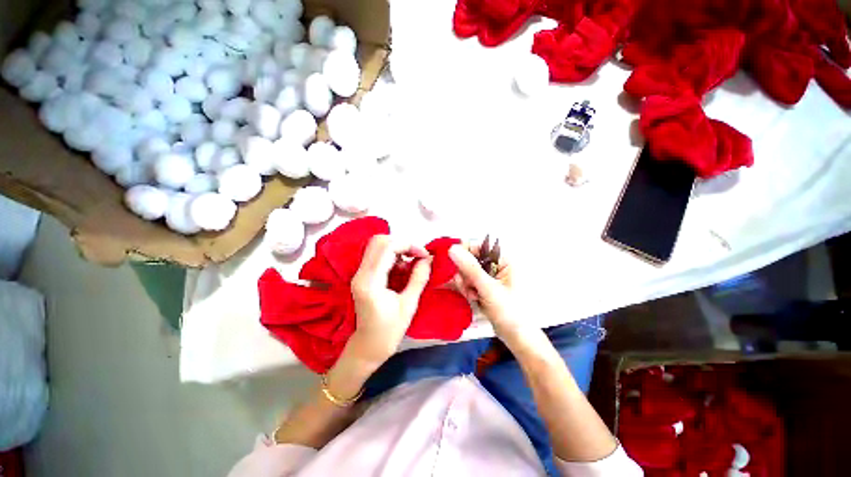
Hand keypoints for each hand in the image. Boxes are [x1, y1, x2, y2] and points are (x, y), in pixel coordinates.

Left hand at [348, 235, 432, 367]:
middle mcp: (361, 273)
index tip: (424, 255)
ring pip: (378, 246)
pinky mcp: (363, 275)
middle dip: (402, 243)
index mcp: (370, 281)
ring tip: (412, 263)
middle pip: (379, 241)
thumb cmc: (390, 331)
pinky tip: (403, 268)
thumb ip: (418, 278)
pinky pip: (378, 255)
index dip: (408, 245)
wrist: (368, 346)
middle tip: (418, 256)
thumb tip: (428, 259)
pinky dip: (393, 256)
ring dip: (398, 249)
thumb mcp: (409, 305)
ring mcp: (359, 273)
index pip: (387, 247)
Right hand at [449, 244, 526, 340]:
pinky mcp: (485, 287)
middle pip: (470, 260)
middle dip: (465, 274)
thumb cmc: (509, 311)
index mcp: (503, 260)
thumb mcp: (488, 288)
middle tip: (468, 287)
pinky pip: (469, 282)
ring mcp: (490, 277)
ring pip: (467, 272)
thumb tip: (452, 248)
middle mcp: (496, 265)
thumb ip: (470, 268)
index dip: (464, 253)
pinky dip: (468, 290)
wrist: (517, 337)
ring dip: (466, 283)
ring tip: (473, 296)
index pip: (478, 247)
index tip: (454, 265)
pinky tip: (473, 298)